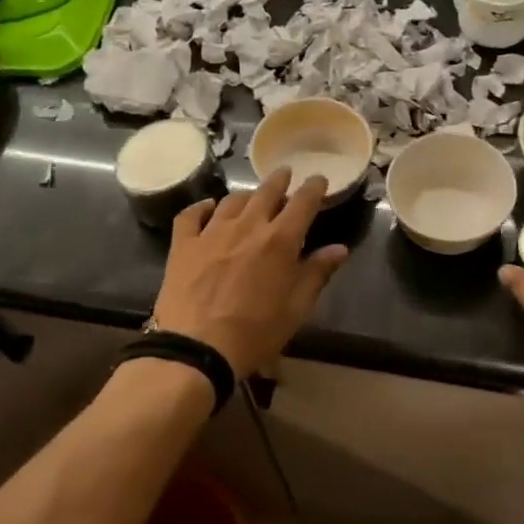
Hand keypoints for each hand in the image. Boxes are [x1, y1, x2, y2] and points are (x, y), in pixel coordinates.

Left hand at [151, 167, 349, 378]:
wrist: (197, 349)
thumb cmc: (255, 333)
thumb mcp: (296, 308)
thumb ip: (317, 273)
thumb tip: (340, 249)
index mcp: (280, 241)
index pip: (303, 202)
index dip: (313, 187)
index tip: (319, 179)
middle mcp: (247, 226)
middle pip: (266, 192)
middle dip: (279, 180)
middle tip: (284, 174)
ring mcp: (211, 232)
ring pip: (232, 200)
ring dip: (246, 195)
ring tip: (250, 197)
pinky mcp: (183, 244)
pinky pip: (191, 215)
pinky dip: (202, 207)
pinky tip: (207, 207)